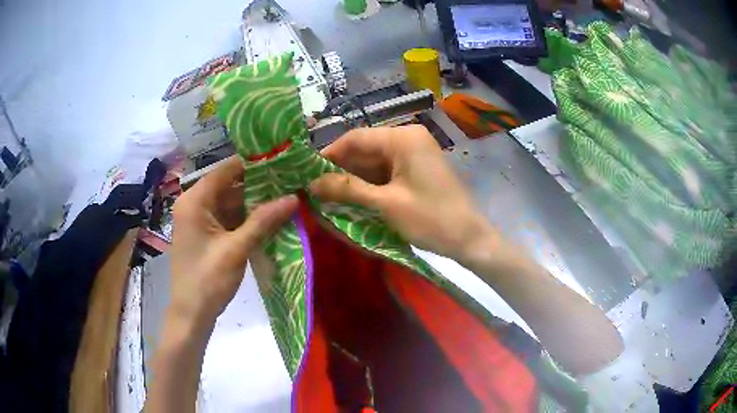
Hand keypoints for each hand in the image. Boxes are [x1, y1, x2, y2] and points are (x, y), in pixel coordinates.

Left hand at [169, 157, 297, 328]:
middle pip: (229, 185)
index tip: (282, 161)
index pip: (226, 170)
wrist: (191, 314)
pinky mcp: (206, 233)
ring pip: (230, 202)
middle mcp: (194, 204)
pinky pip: (228, 217)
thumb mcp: (236, 249)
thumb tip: (294, 197)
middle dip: (258, 184)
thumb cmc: (208, 280)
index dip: (254, 164)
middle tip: (290, 181)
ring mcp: (199, 219)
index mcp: (195, 201)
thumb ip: (263, 220)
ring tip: (286, 196)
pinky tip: (270, 217)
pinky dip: (247, 217)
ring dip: (254, 202)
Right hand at [311, 125, 493, 263]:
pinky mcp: (416, 170)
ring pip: (373, 162)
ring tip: (326, 196)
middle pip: (364, 149)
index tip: (305, 173)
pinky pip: (385, 172)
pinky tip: (350, 198)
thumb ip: (347, 189)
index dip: (328, 155)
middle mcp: (407, 138)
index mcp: (402, 138)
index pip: (355, 138)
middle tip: (313, 189)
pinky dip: (368, 185)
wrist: (470, 239)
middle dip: (339, 169)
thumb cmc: (431, 219)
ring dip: (352, 179)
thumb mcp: (385, 204)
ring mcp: (413, 154)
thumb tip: (310, 184)